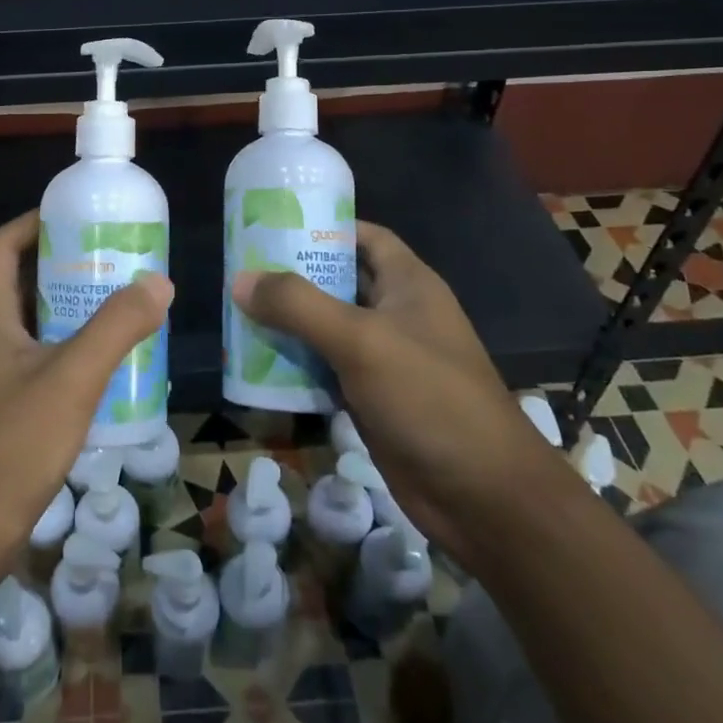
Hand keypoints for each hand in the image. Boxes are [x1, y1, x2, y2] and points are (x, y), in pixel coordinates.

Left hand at [0, 210, 173, 578]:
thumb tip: (158, 281)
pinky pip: (34, 355)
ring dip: (68, 307)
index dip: (35, 222)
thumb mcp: (72, 379)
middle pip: (19, 278)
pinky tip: (103, 363)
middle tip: (113, 260)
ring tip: (118, 303)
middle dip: (63, 263)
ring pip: (29, 320)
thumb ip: (116, 326)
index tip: (79, 217)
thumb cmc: (10, 445)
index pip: (2, 244)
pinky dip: (65, 345)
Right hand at [231, 221, 565, 570]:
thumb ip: (299, 306)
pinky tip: (257, 363)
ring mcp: (384, 358)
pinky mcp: (372, 397)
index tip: (273, 223)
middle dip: (293, 275)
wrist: (484, 498)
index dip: (324, 225)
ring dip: (288, 321)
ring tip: (238, 310)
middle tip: (242, 269)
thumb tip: (240, 279)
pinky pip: (326, 368)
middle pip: (338, 280)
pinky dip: (295, 363)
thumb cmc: (430, 399)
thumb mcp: (361, 341)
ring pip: (327, 327)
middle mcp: (396, 313)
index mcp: (408, 284)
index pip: (363, 236)